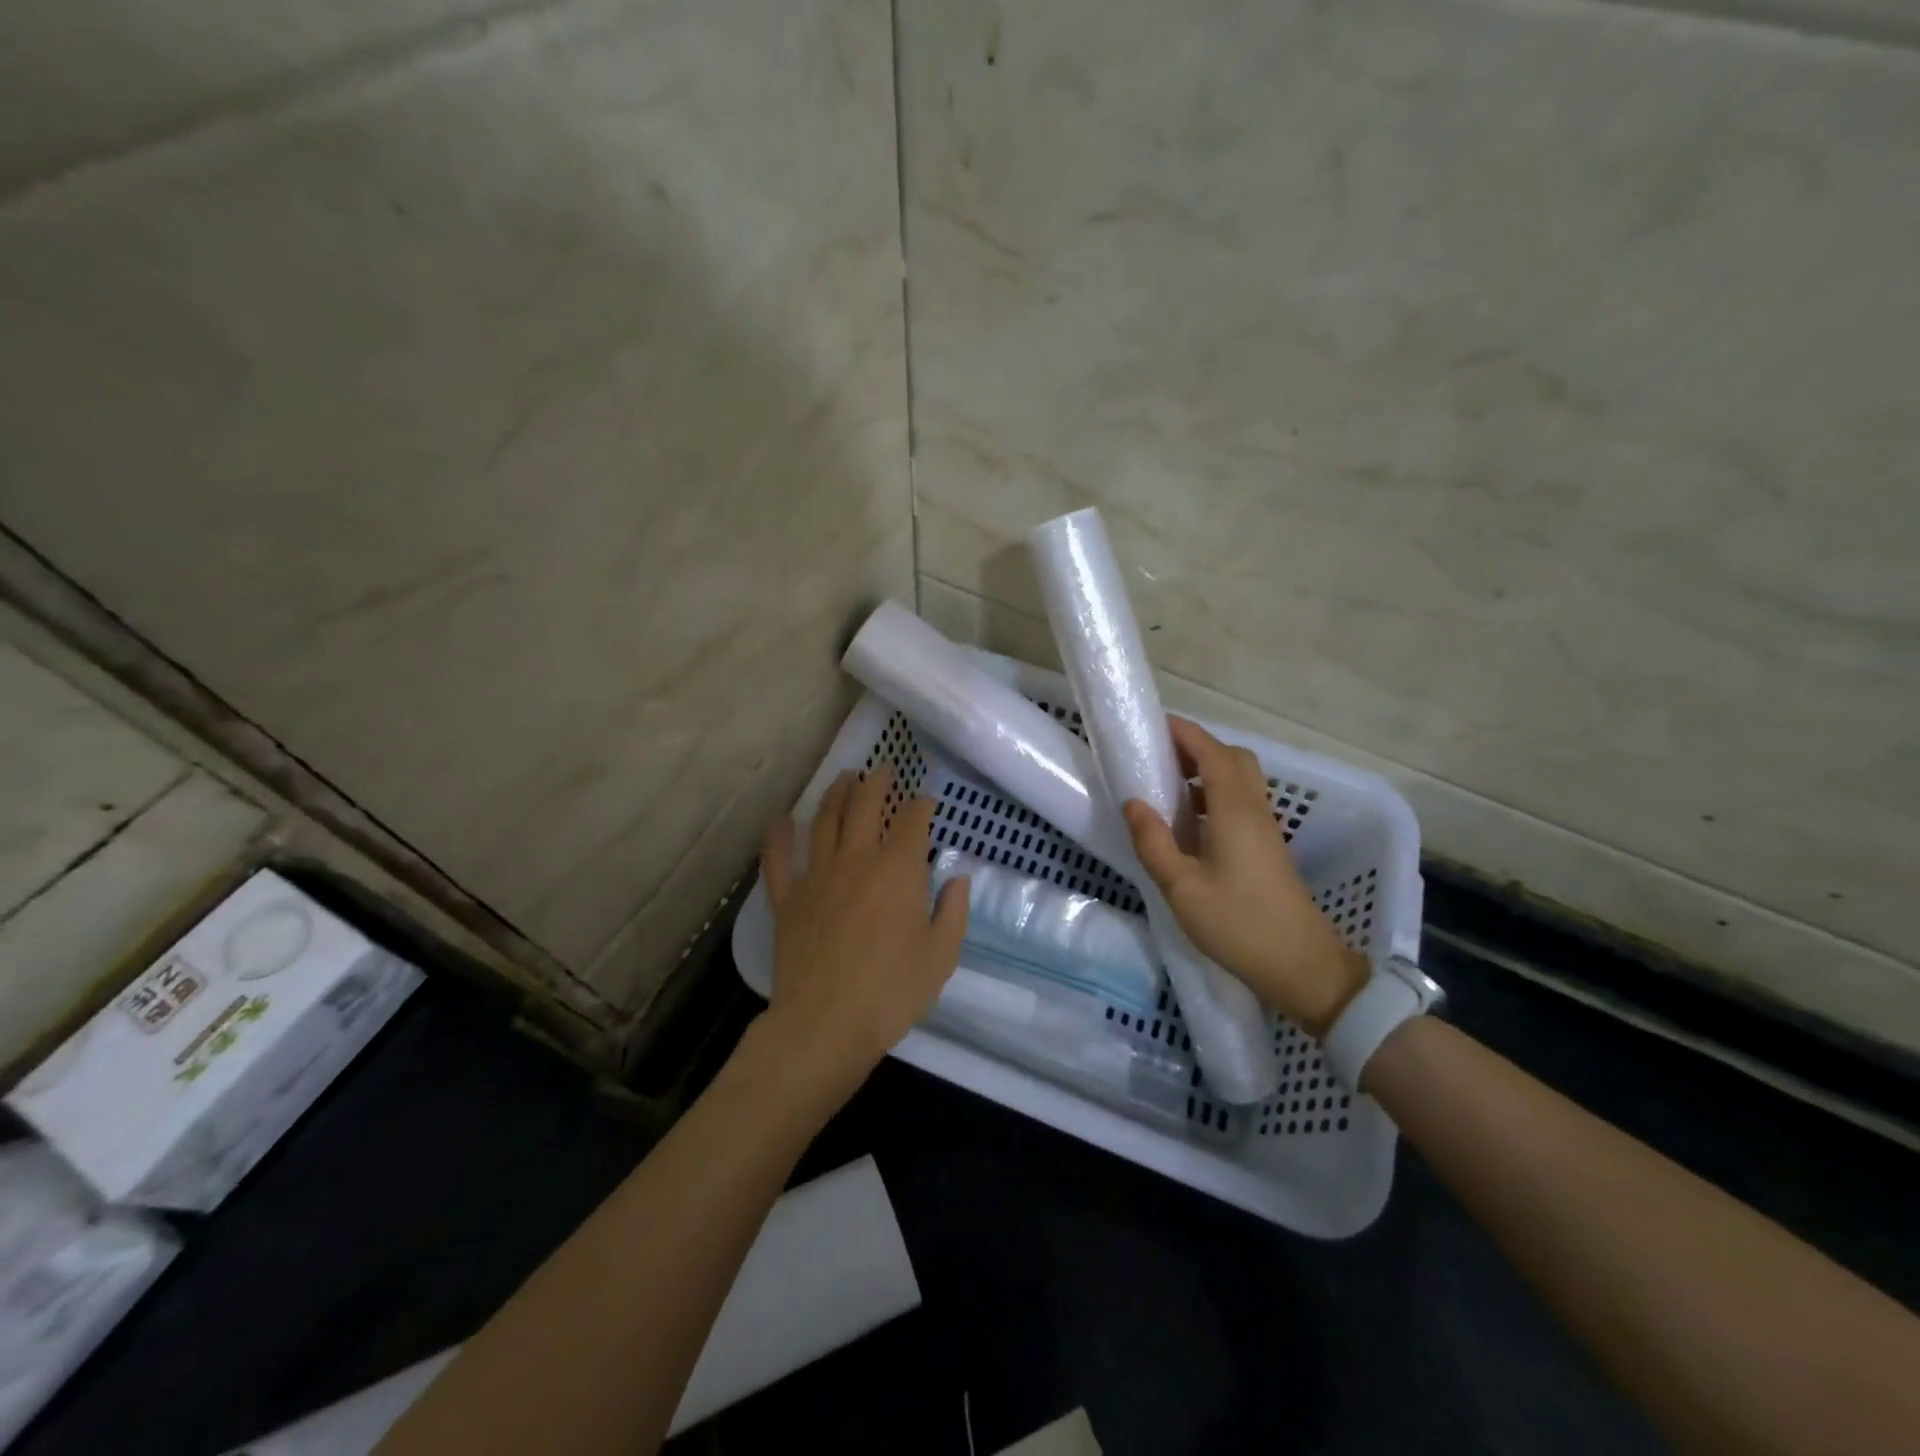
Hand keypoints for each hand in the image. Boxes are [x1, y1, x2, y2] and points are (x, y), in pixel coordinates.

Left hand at [756, 766, 968, 1099]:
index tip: (927, 800)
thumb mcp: (941, 955)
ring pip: (824, 820)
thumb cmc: (892, 991)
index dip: (921, 803)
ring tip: (845, 778)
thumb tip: (957, 878)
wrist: (826, 1024)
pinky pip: (778, 859)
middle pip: (865, 805)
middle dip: (877, 782)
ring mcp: (816, 875)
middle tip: (884, 770)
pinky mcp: (787, 898)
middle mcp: (856, 859)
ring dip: (836, 793)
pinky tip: (783, 820)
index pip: (912, 820)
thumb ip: (953, 911)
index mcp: (898, 869)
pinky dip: (779, 836)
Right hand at [1122, 717, 1367, 1037]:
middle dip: (1195, 747)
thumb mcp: (1181, 887)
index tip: (1152, 725)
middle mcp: (1254, 809)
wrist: (1301, 965)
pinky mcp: (1267, 847)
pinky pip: (1240, 802)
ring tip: (1167, 787)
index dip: (1184, 732)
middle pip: (1231, 758)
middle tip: (1158, 758)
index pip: (1211, 752)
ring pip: (1239, 779)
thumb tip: (1132, 802)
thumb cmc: (1238, 923)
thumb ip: (1154, 842)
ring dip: (1205, 771)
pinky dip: (1214, 795)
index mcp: (1234, 809)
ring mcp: (1265, 828)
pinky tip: (1189, 823)